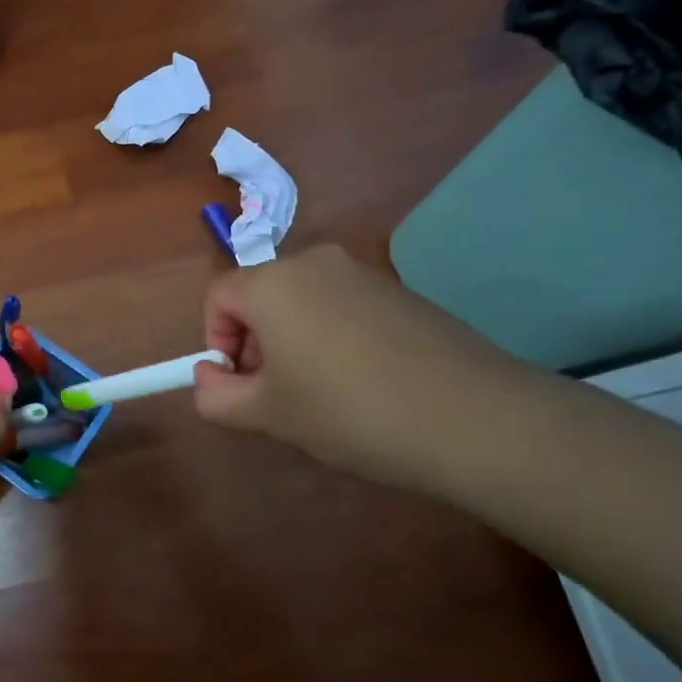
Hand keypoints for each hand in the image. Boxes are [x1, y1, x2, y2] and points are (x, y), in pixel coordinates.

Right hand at [192, 244, 533, 491]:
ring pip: (303, 301)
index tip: (238, 384)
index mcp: (273, 283)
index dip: (216, 340)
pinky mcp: (400, 291)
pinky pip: (344, 306)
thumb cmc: (349, 412)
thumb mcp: (268, 415)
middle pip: (261, 294)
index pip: (218, 296)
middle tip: (275, 395)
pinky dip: (334, 336)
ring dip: (293, 341)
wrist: (473, 418)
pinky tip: (364, 383)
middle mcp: (315, 263)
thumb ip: (216, 396)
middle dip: (255, 342)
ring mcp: (363, 273)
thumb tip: (208, 376)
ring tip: (321, 394)